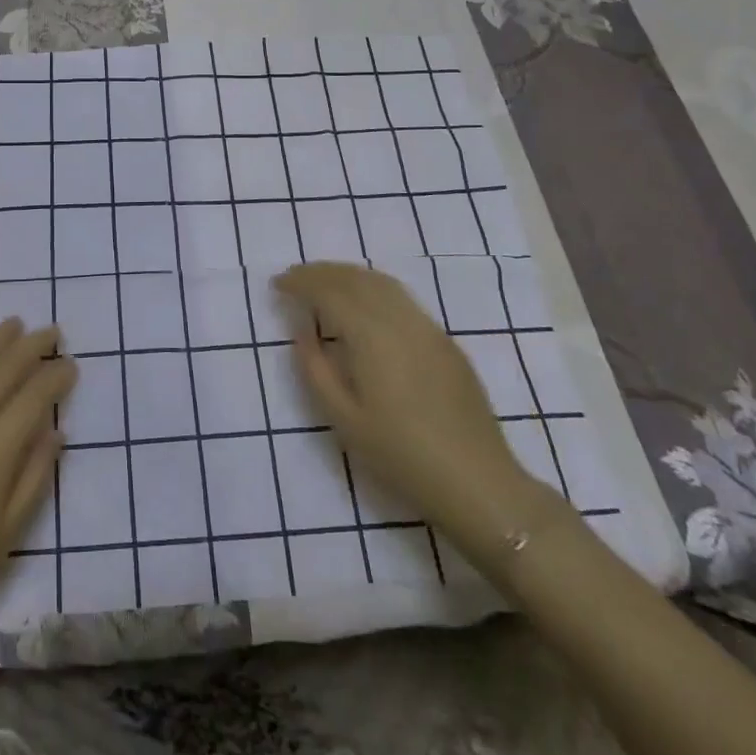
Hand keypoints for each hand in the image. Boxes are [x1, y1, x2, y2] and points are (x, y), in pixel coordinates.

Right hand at [275, 261, 550, 556]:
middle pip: (355, 278)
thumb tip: (302, 331)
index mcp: (371, 335)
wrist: (477, 482)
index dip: (301, 282)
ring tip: (325, 282)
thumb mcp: (343, 420)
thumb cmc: (401, 455)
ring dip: (348, 275)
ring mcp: (428, 327)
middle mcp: (400, 319)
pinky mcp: (445, 342)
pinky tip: (365, 304)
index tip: (278, 284)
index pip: (329, 291)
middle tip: (295, 277)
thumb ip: (315, 369)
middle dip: (322, 272)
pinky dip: (374, 288)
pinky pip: (402, 298)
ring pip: (382, 283)